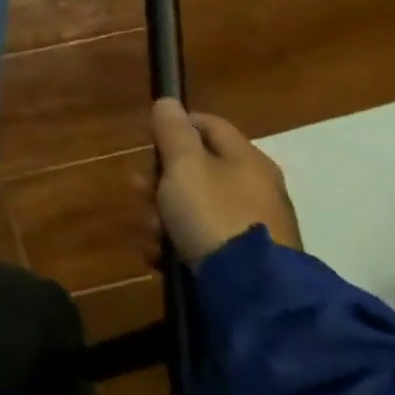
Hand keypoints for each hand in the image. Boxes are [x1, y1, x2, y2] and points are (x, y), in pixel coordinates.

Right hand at [137, 98, 301, 267]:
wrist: (255, 292)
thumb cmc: (213, 214)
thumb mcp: (185, 165)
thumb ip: (173, 132)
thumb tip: (169, 101)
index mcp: (246, 160)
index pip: (208, 124)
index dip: (175, 124)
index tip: (146, 138)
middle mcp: (254, 188)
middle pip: (195, 168)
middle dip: (159, 177)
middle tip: (138, 188)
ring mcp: (251, 225)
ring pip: (192, 204)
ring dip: (162, 212)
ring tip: (149, 230)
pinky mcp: (243, 258)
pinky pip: (200, 237)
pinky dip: (176, 240)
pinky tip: (159, 252)